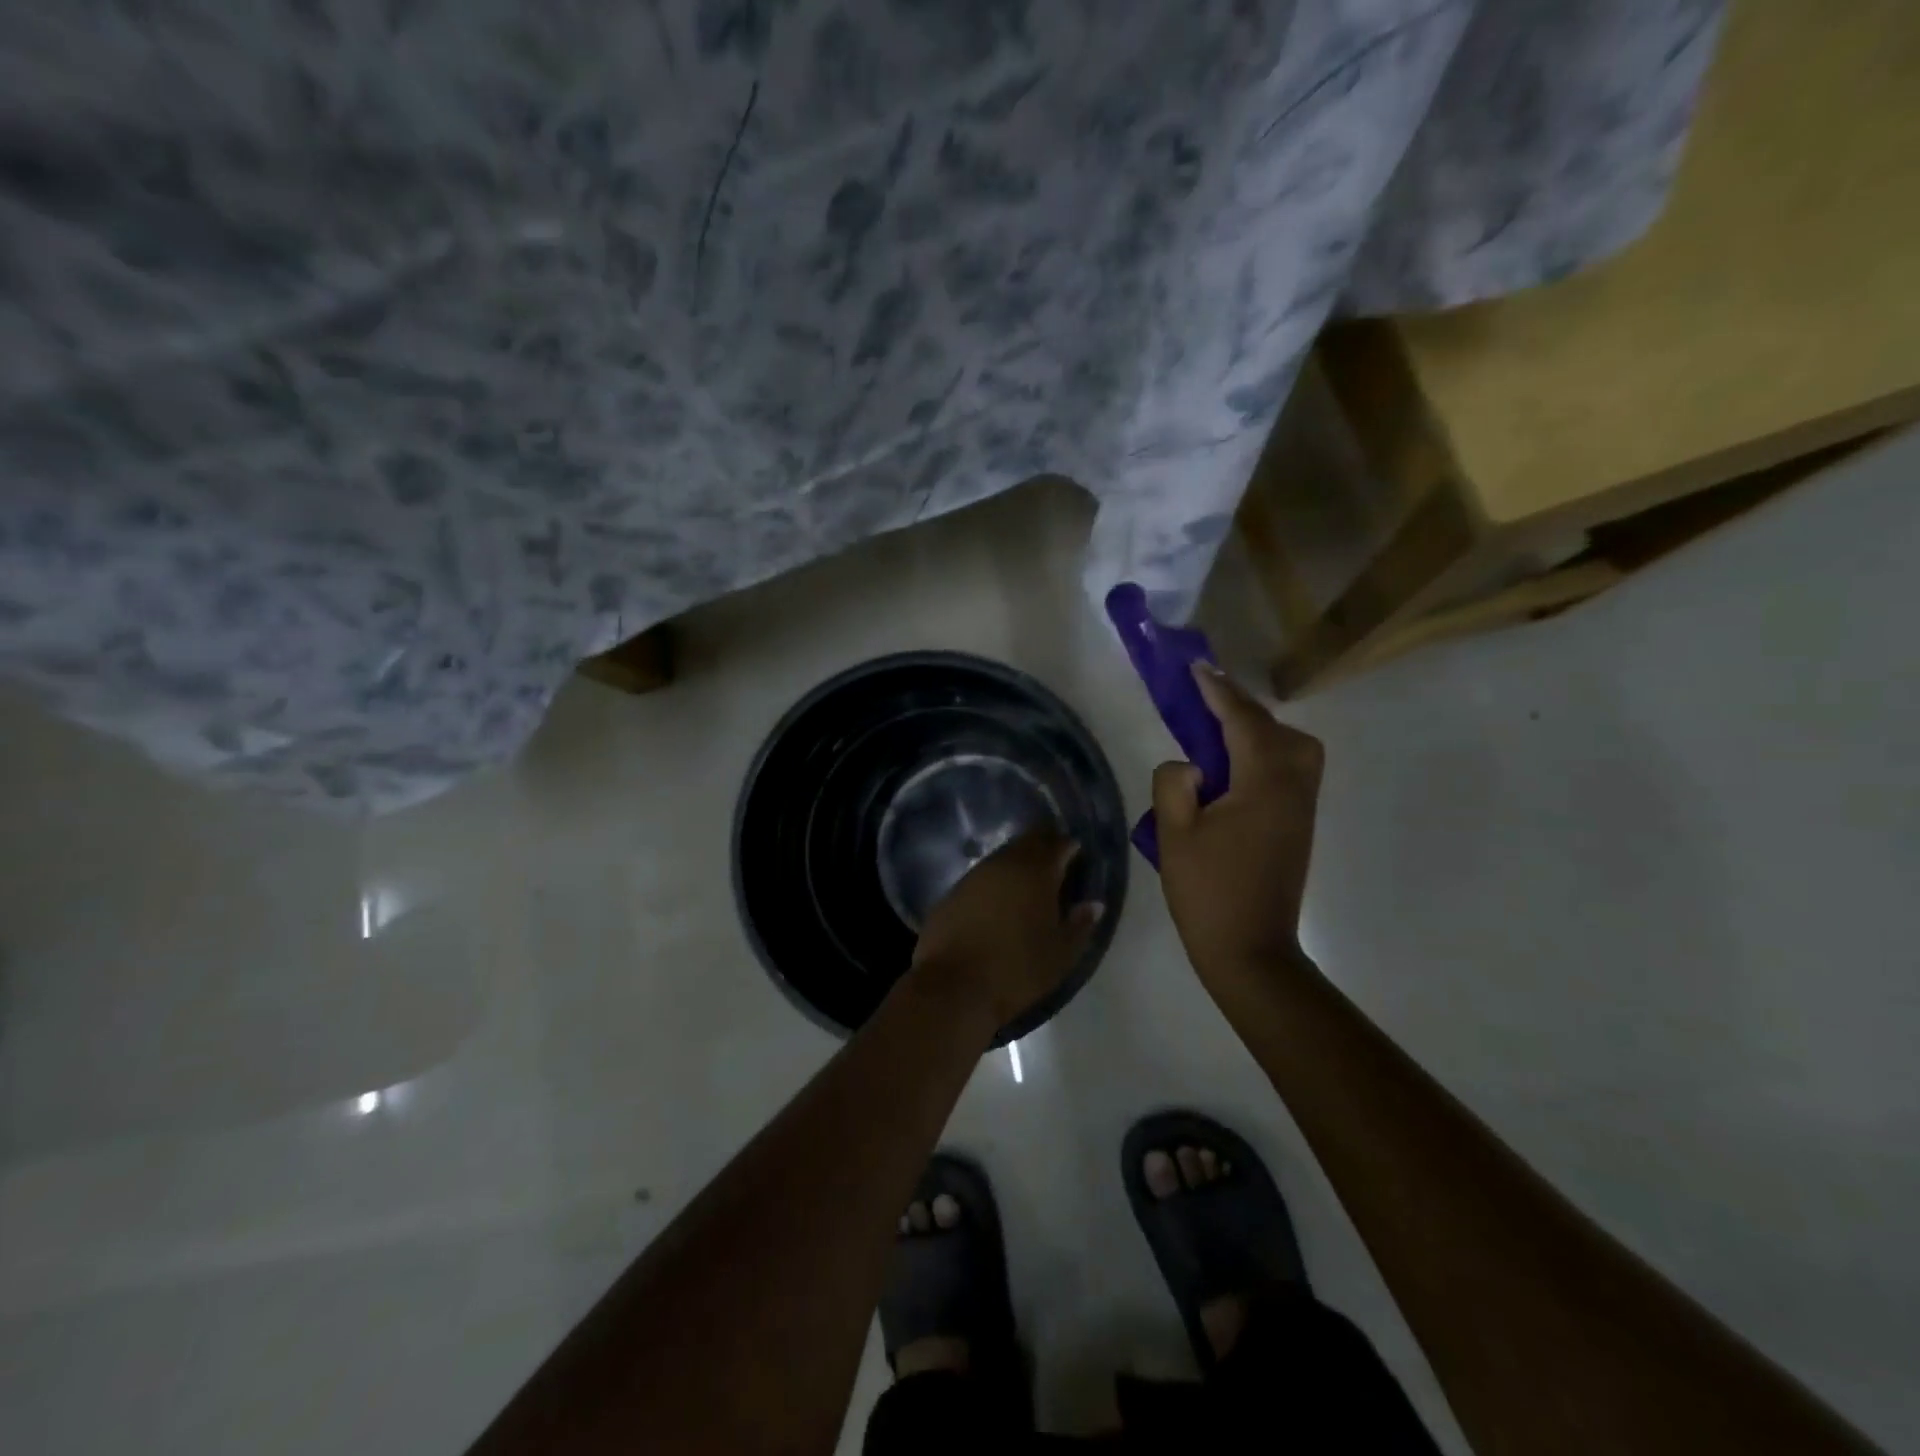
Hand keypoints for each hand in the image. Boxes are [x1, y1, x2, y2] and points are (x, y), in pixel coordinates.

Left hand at [910, 828, 1104, 1030]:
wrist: (953, 988)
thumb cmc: (1017, 971)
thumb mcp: (1061, 955)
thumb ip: (1080, 925)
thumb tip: (1094, 904)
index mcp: (1037, 873)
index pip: (1058, 844)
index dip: (1070, 846)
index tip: (1078, 854)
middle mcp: (1004, 864)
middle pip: (1028, 843)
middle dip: (1044, 846)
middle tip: (1056, 860)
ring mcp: (974, 875)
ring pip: (1003, 857)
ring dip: (1018, 862)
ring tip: (1029, 879)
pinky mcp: (952, 892)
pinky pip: (981, 876)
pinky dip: (995, 881)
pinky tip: (998, 899)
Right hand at [1153, 665, 1323, 979]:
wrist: (1251, 952)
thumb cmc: (1208, 893)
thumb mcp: (1174, 835)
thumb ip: (1174, 784)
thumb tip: (1190, 765)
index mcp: (1263, 785)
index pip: (1244, 722)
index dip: (1219, 692)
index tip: (1197, 668)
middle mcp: (1293, 788)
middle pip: (1279, 730)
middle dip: (1242, 709)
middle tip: (1205, 705)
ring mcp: (1301, 808)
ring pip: (1293, 749)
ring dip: (1258, 732)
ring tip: (1218, 736)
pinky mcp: (1298, 826)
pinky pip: (1290, 771)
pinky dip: (1266, 754)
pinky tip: (1234, 769)